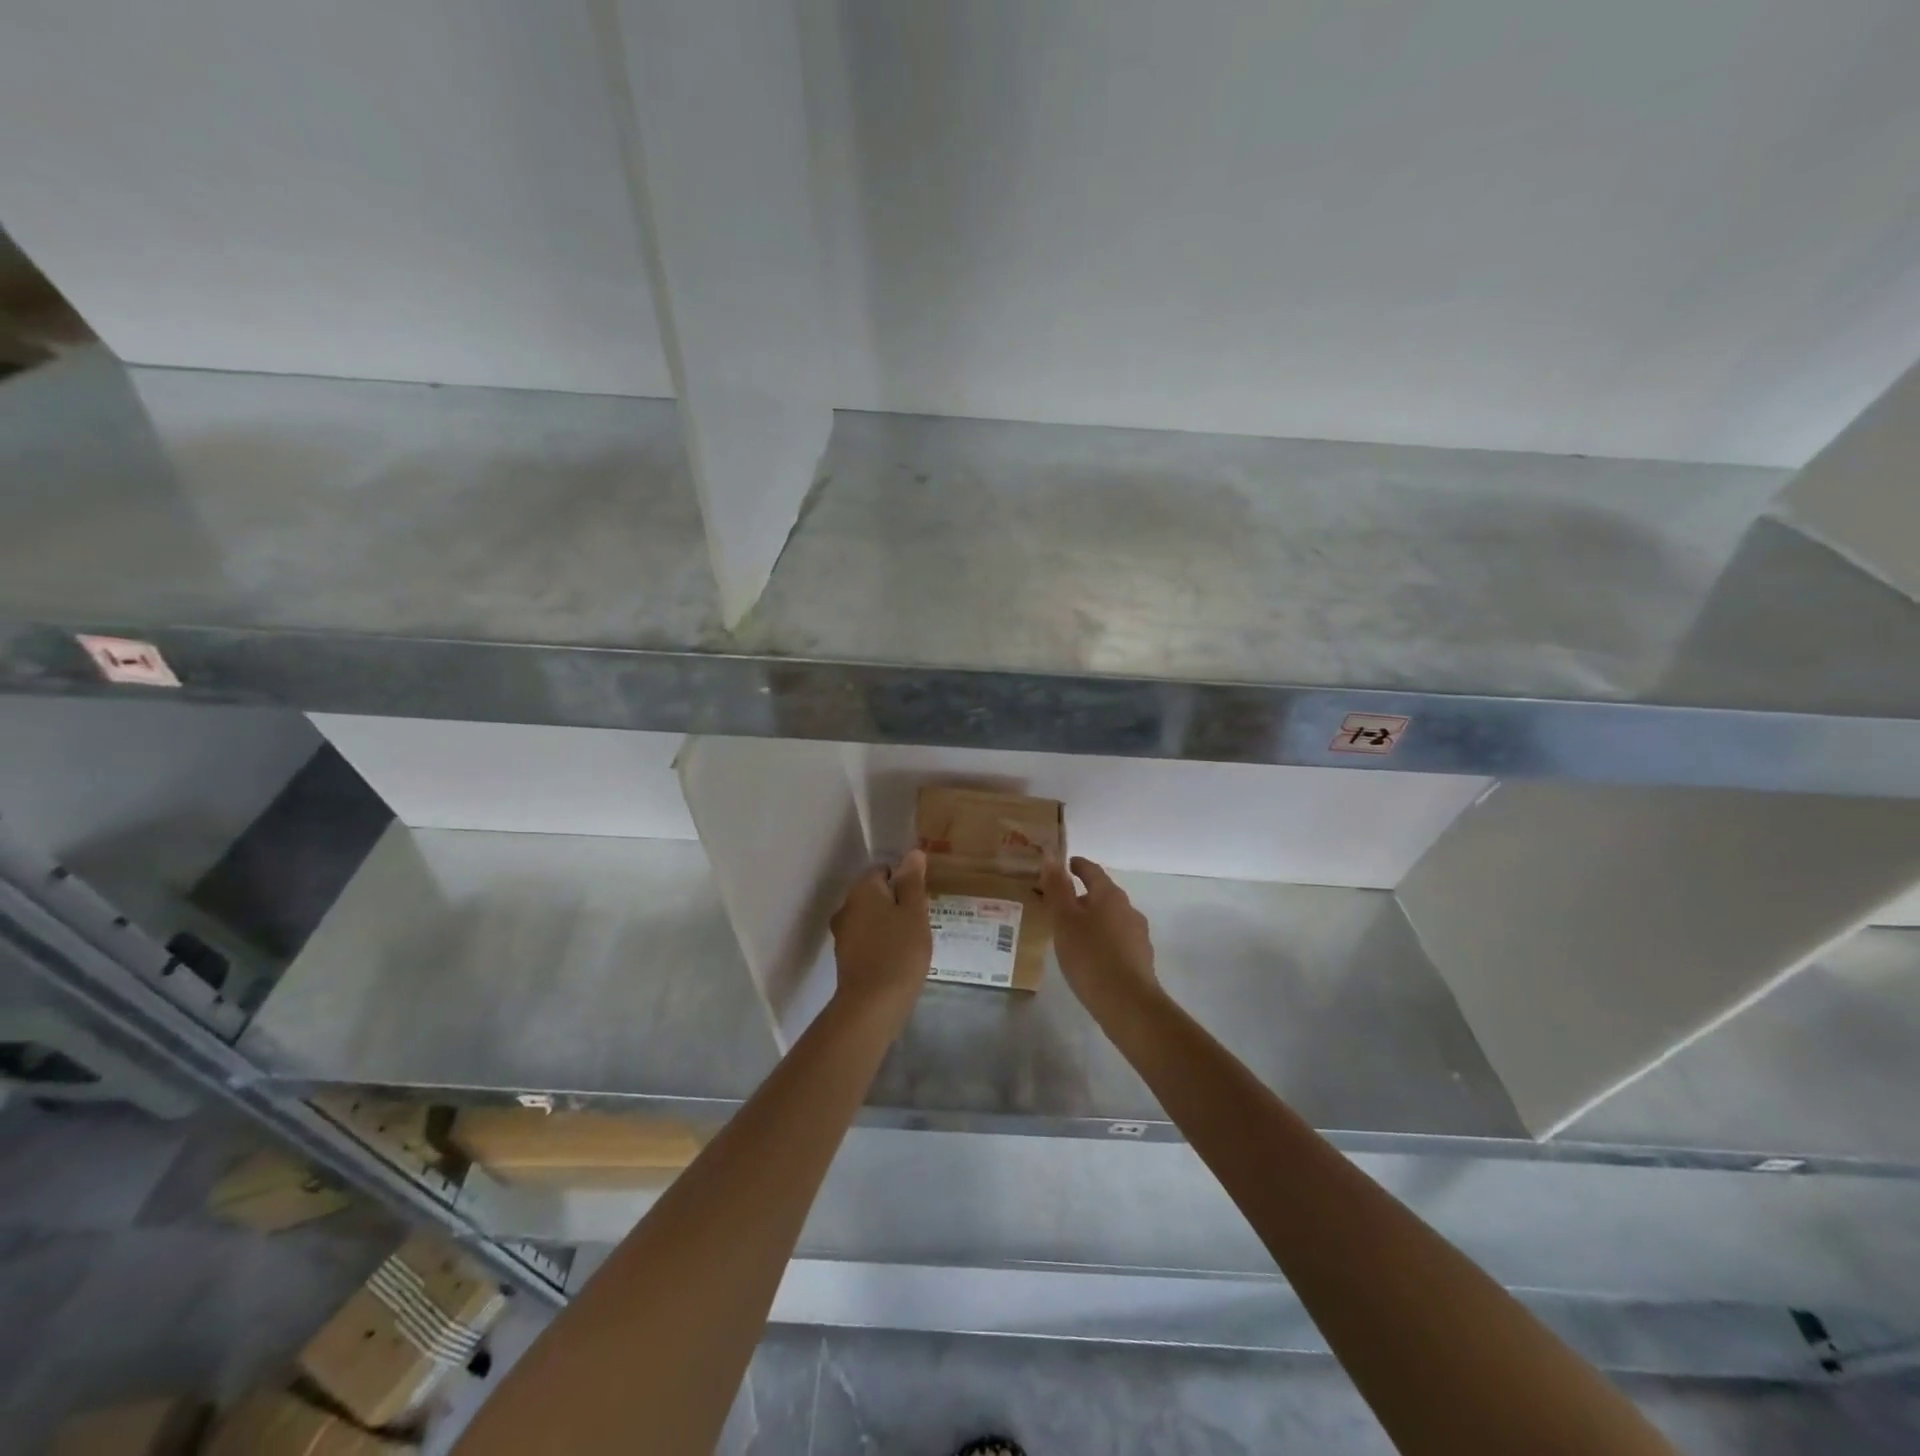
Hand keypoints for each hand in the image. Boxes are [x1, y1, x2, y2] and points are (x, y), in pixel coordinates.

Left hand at [829, 849, 932, 1017]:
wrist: (872, 1004)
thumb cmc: (899, 951)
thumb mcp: (914, 912)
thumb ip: (912, 882)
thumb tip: (912, 853)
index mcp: (862, 889)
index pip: (884, 870)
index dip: (906, 881)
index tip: (922, 898)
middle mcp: (847, 906)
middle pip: (876, 894)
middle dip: (897, 903)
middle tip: (921, 920)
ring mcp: (843, 933)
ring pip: (871, 917)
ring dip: (889, 924)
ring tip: (913, 940)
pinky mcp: (846, 957)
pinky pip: (867, 939)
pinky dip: (882, 942)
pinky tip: (898, 957)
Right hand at [1041, 856, 1158, 1007]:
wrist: (1128, 1004)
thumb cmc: (1090, 956)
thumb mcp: (1065, 920)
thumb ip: (1058, 889)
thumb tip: (1052, 859)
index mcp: (1110, 895)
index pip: (1092, 871)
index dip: (1078, 866)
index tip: (1066, 864)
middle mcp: (1128, 909)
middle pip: (1103, 894)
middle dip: (1083, 896)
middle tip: (1060, 905)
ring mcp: (1138, 934)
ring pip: (1111, 918)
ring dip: (1093, 919)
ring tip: (1072, 933)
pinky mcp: (1141, 958)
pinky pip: (1117, 939)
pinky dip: (1102, 939)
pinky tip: (1090, 956)